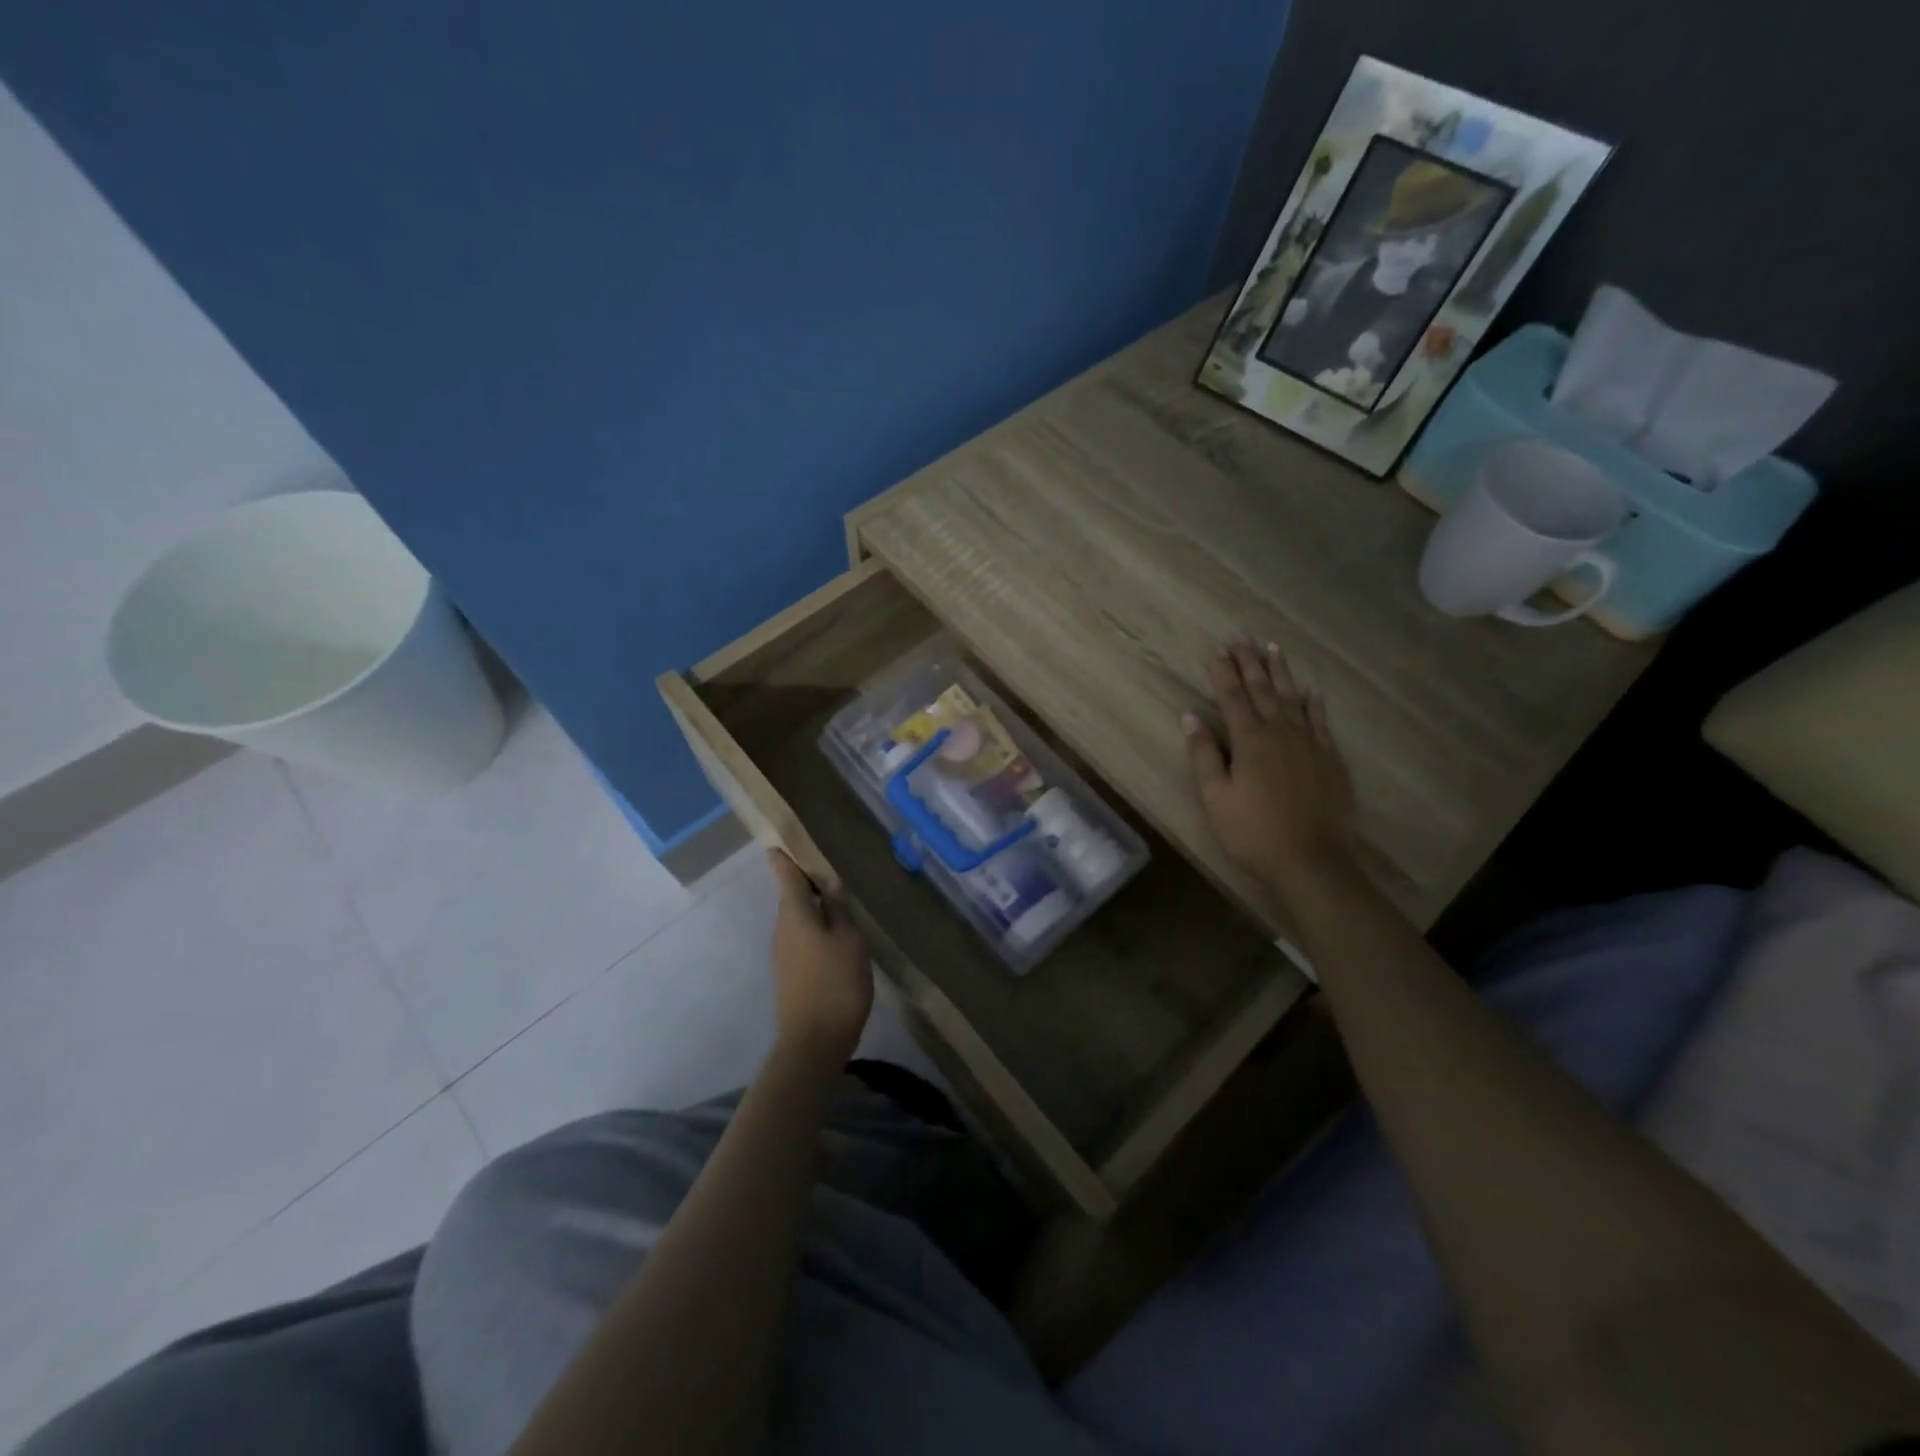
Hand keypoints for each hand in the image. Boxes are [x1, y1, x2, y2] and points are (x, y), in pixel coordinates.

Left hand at [767, 850, 872, 1059]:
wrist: (814, 1041)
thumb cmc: (836, 982)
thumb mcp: (849, 938)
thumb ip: (838, 908)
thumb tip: (827, 880)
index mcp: (795, 914)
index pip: (786, 876)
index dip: (783, 858)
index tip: (777, 842)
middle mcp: (783, 929)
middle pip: (792, 897)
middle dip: (806, 883)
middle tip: (828, 872)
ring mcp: (783, 953)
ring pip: (798, 919)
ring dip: (813, 908)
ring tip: (838, 904)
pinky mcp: (790, 973)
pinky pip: (801, 938)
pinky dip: (815, 929)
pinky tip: (835, 938)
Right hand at [1183, 638, 1357, 900]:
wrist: (1311, 859)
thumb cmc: (1252, 831)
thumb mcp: (1215, 797)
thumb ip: (1203, 754)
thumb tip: (1190, 716)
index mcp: (1249, 740)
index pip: (1232, 697)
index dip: (1223, 672)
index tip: (1218, 649)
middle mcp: (1280, 732)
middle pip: (1263, 690)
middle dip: (1250, 663)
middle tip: (1243, 637)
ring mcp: (1309, 743)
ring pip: (1292, 698)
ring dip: (1280, 673)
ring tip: (1273, 649)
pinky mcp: (1330, 758)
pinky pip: (1320, 720)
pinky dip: (1313, 702)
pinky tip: (1311, 690)